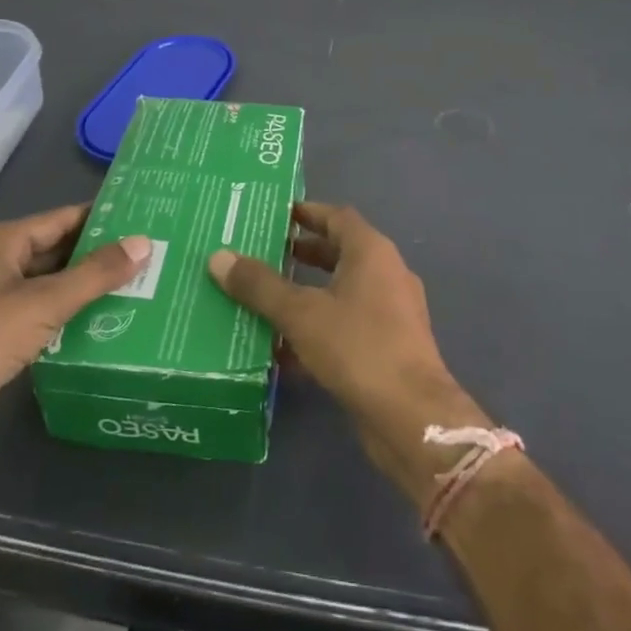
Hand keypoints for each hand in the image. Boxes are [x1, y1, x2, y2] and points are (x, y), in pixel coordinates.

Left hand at [0, 205, 148, 466]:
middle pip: (58, 251)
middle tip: (153, 256)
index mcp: (2, 242)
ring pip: (53, 286)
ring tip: (142, 287)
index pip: (63, 219)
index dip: (102, 218)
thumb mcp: (44, 302)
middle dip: (101, 255)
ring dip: (89, 289)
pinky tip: (108, 323)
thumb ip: (96, 273)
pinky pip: (45, 317)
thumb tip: (144, 242)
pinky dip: (73, 317)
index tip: (146, 218)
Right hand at [207, 201, 489, 506]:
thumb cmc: (358, 347)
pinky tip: (281, 351)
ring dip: (306, 294)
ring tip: (264, 299)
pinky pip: (346, 327)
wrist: (411, 417)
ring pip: (341, 293)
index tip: (275, 215)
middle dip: (302, 254)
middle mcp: (386, 275)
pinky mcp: (388, 349)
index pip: (337, 217)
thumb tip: (218, 257)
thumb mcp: (301, 314)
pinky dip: (317, 330)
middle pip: (339, 254)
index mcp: (372, 253)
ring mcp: (391, 314)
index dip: (307, 213)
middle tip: (262, 255)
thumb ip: (260, 286)